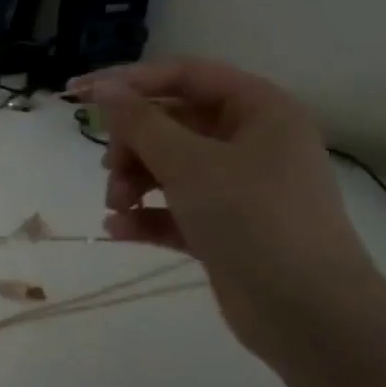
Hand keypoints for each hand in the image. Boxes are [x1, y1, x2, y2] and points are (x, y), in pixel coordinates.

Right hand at [68, 60, 379, 354]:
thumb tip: (103, 88)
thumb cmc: (252, 218)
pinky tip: (119, 229)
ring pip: (169, 167)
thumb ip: (140, 122)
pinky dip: (147, 215)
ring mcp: (239, 187)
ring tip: (117, 206)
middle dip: (132, 146)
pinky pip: (175, 208)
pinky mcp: (225, 227)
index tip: (79, 95)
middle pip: (172, 124)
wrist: (306, 310)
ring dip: (134, 182)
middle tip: (110, 170)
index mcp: (258, 111)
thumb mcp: (188, 163)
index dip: (130, 81)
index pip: (185, 76)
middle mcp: (251, 142)